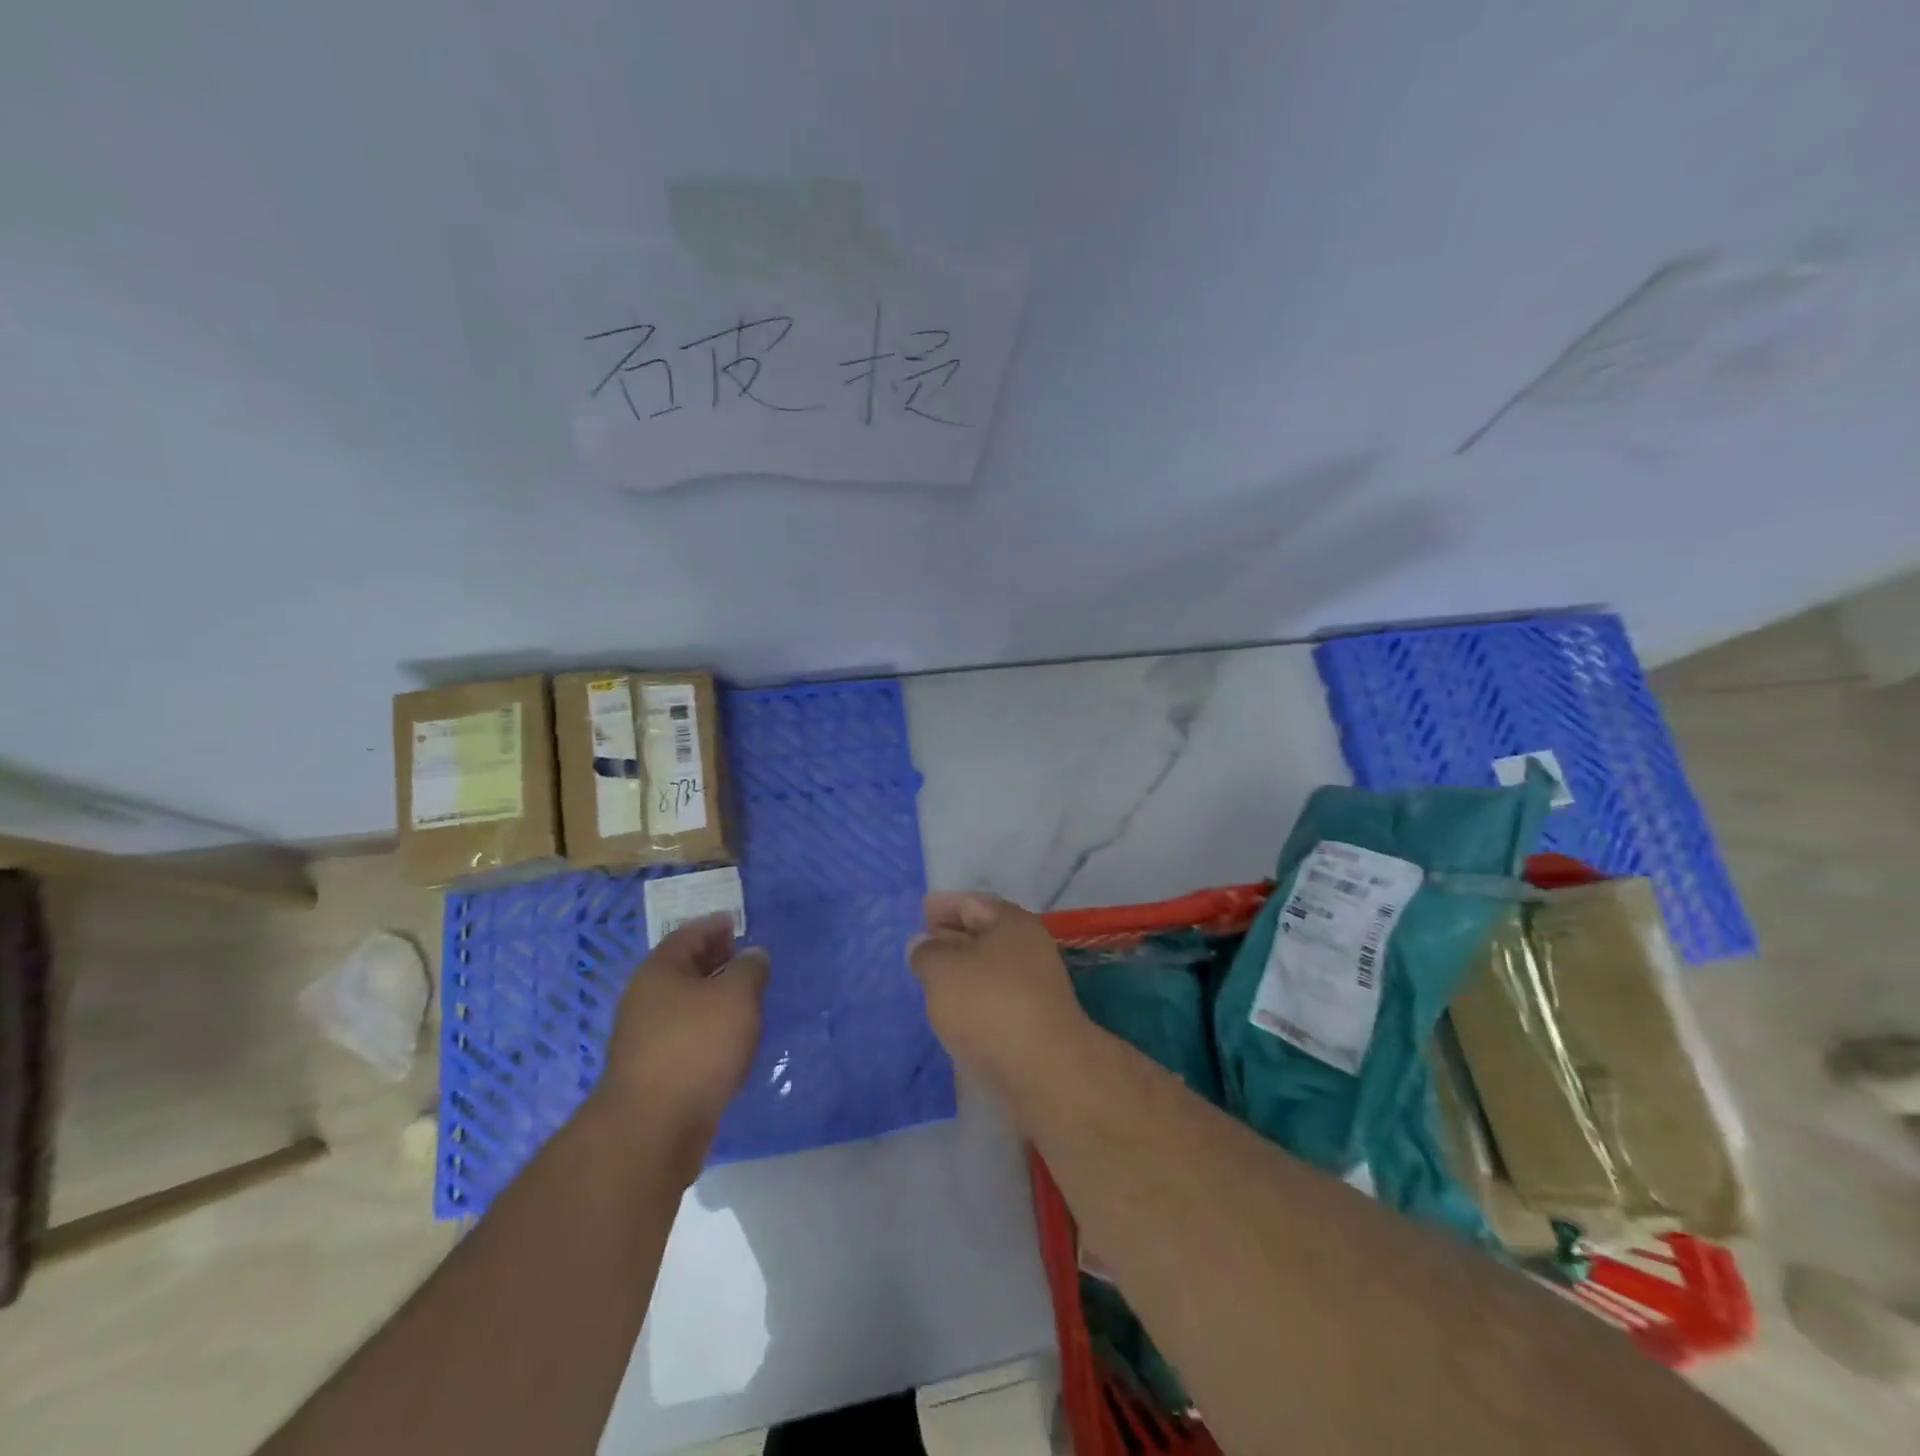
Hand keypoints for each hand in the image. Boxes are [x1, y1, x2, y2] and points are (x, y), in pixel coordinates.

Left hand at [595, 914, 769, 1171]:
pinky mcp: (654, 1071)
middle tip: (743, 954)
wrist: (653, 1129)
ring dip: (712, 995)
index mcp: (660, 971)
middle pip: (683, 968)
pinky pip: (686, 1034)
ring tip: (745, 995)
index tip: (735, 921)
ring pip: (685, 1003)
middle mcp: (646, 999)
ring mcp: (645, 1038)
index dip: (713, 925)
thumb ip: (749, 969)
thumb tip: (752, 955)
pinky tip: (730, 1037)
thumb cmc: (697, 1047)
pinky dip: (708, 1026)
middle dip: (713, 958)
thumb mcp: (736, 996)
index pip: (688, 935)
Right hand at [907, 893, 1089, 1098]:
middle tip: (919, 946)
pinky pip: (996, 997)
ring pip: (989, 967)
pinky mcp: (1034, 1020)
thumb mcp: (941, 970)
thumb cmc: (989, 1005)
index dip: (942, 906)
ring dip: (961, 970)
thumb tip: (923, 943)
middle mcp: (1028, 946)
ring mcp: (1035, 984)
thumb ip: (926, 952)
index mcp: (1011, 922)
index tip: (919, 913)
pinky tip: (953, 1011)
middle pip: (983, 933)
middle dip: (950, 936)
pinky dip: (974, 998)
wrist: (1044, 1070)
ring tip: (930, 979)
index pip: (971, 902)